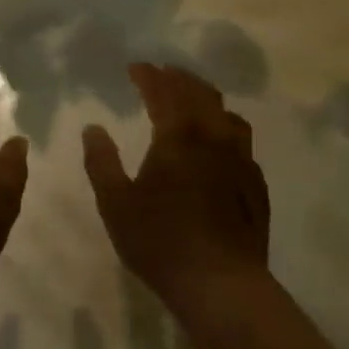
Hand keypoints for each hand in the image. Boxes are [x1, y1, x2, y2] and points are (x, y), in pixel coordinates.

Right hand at [82, 63, 269, 316]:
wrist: (219, 282)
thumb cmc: (159, 241)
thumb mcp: (115, 203)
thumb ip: (102, 162)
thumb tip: (93, 128)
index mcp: (179, 138)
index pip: (165, 92)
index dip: (150, 76)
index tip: (136, 67)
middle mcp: (214, 139)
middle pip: (201, 95)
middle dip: (180, 79)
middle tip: (163, 74)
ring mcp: (241, 161)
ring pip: (228, 114)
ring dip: (207, 100)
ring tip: (193, 102)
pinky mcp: (255, 184)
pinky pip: (242, 142)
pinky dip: (225, 129)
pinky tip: (218, 145)